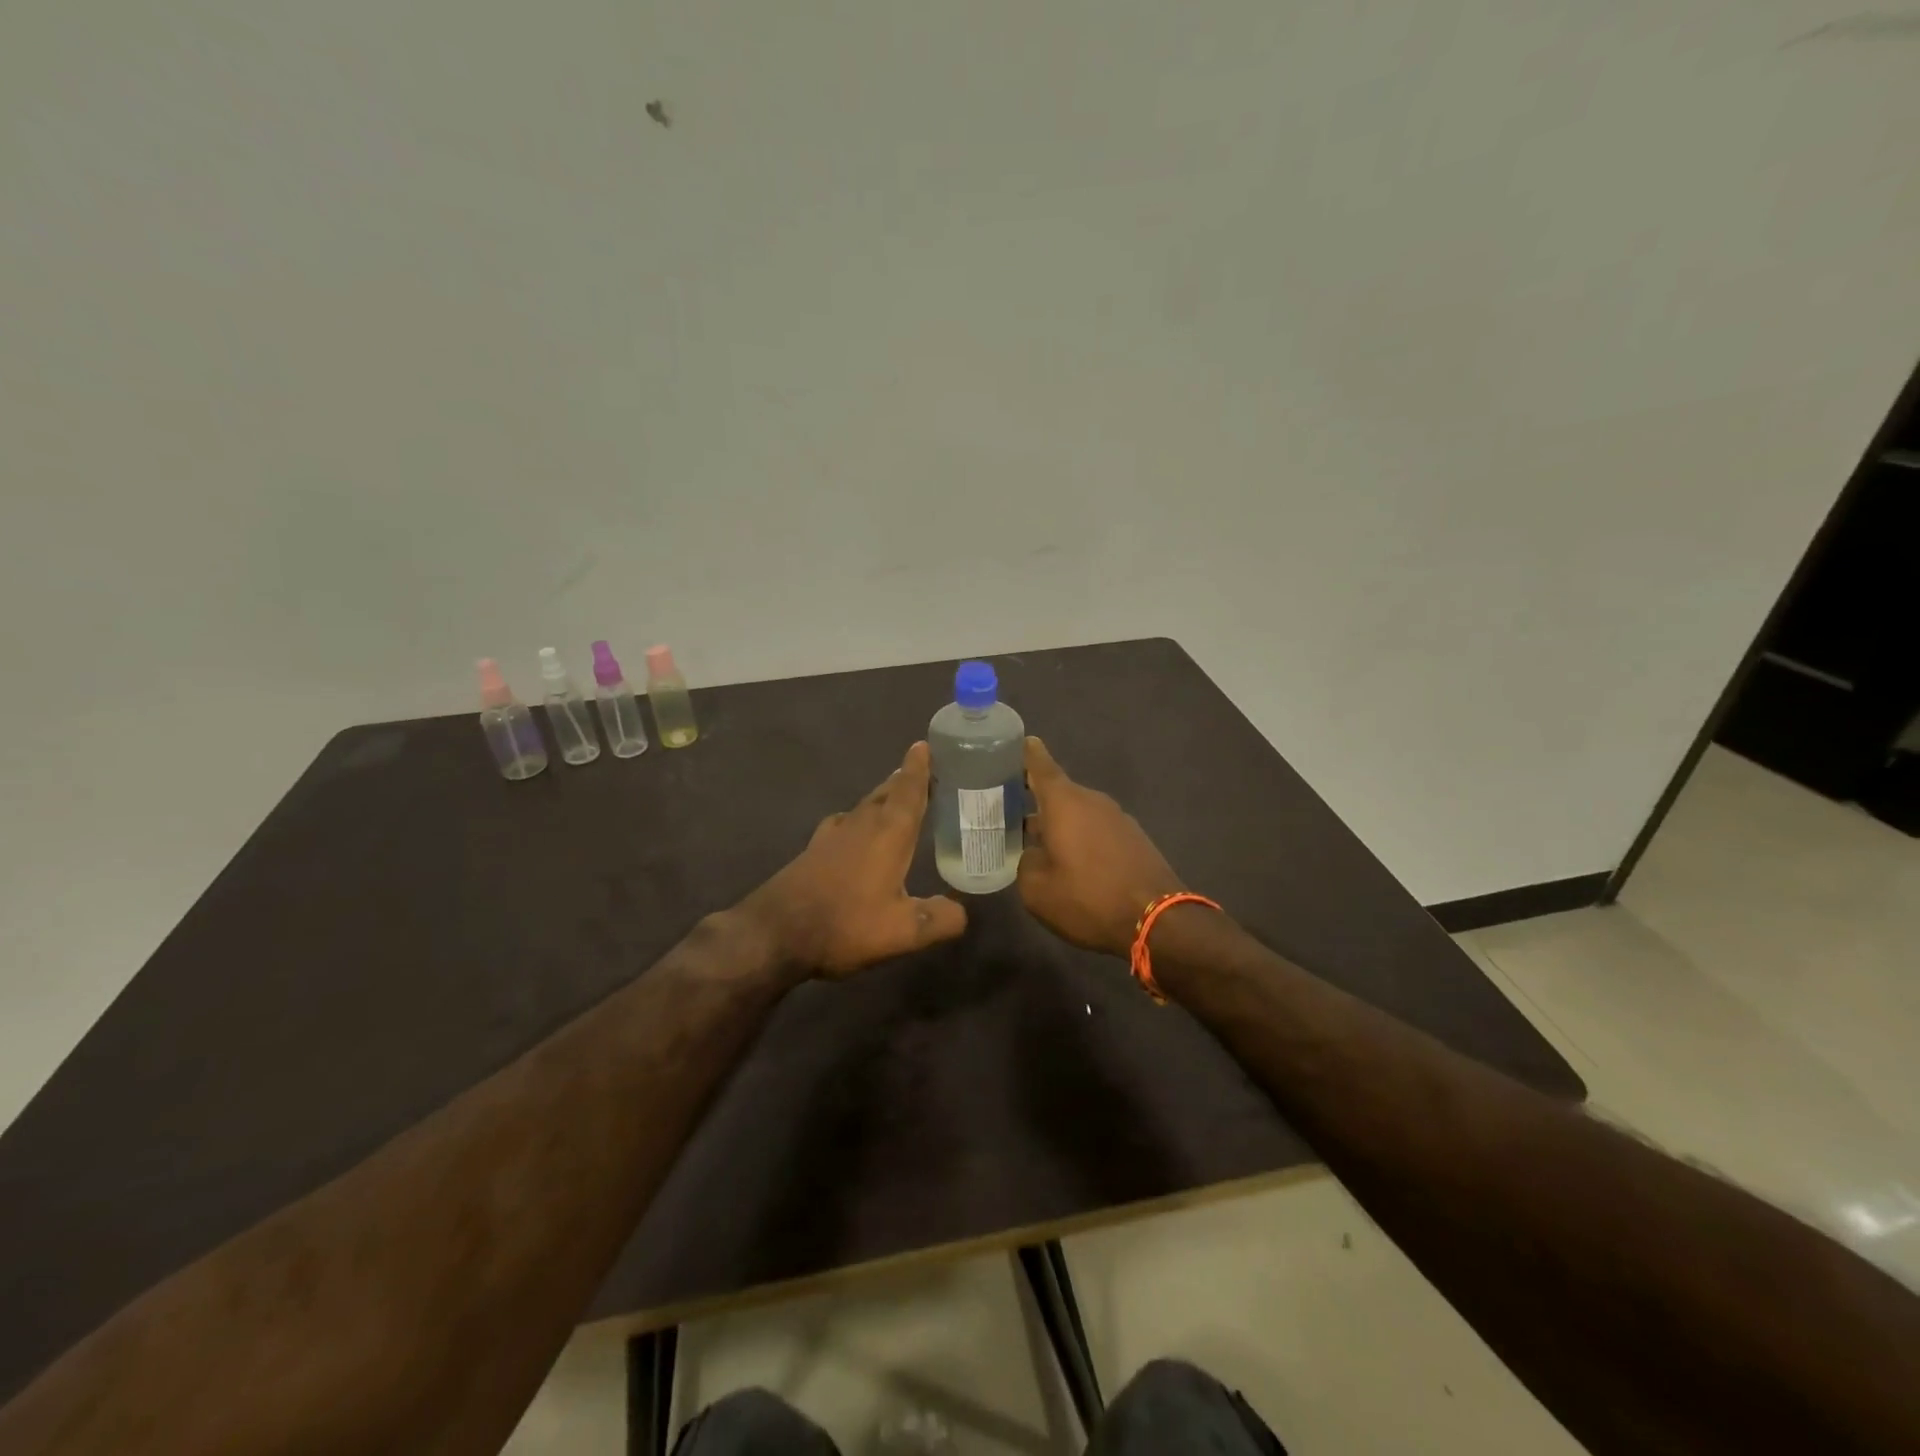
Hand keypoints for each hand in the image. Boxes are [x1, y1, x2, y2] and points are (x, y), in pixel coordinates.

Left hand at [741, 741, 967, 977]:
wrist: (775, 932)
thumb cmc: (845, 923)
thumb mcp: (902, 931)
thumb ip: (939, 919)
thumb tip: (962, 912)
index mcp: (889, 833)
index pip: (909, 791)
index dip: (918, 768)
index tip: (923, 744)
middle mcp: (861, 825)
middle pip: (886, 793)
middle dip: (904, 780)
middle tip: (921, 771)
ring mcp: (833, 835)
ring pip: (864, 806)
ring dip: (882, 798)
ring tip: (896, 798)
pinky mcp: (814, 850)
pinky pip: (845, 823)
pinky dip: (859, 819)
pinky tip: (856, 832)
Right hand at [1018, 737, 1184, 956]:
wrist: (1158, 921)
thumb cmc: (1088, 898)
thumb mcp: (1037, 889)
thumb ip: (1025, 862)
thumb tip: (1033, 855)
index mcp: (1064, 802)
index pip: (1039, 763)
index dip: (1024, 753)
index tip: (1011, 745)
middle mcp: (1092, 800)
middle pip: (1057, 792)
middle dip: (1033, 801)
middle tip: (1008, 814)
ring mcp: (1117, 818)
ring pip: (1077, 813)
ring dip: (1058, 824)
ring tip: (1037, 844)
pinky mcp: (1134, 838)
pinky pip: (1097, 829)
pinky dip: (1080, 838)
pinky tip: (1072, 864)